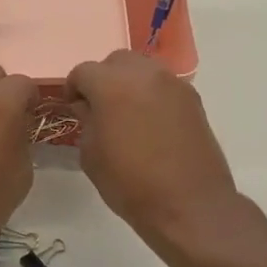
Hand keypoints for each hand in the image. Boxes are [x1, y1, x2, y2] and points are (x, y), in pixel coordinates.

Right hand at [66, 51, 239, 242]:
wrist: (189, 204)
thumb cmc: (130, 184)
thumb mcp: (91, 155)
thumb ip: (86, 121)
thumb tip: (88, 107)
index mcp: (111, 85)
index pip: (83, 71)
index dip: (74, 88)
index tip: (73, 107)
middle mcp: (144, 74)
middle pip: (115, 62)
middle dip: (103, 79)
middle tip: (99, 107)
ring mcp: (173, 84)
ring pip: (143, 69)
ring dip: (129, 83)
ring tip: (126, 114)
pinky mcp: (193, 99)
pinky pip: (164, 85)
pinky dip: (152, 95)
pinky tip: (150, 123)